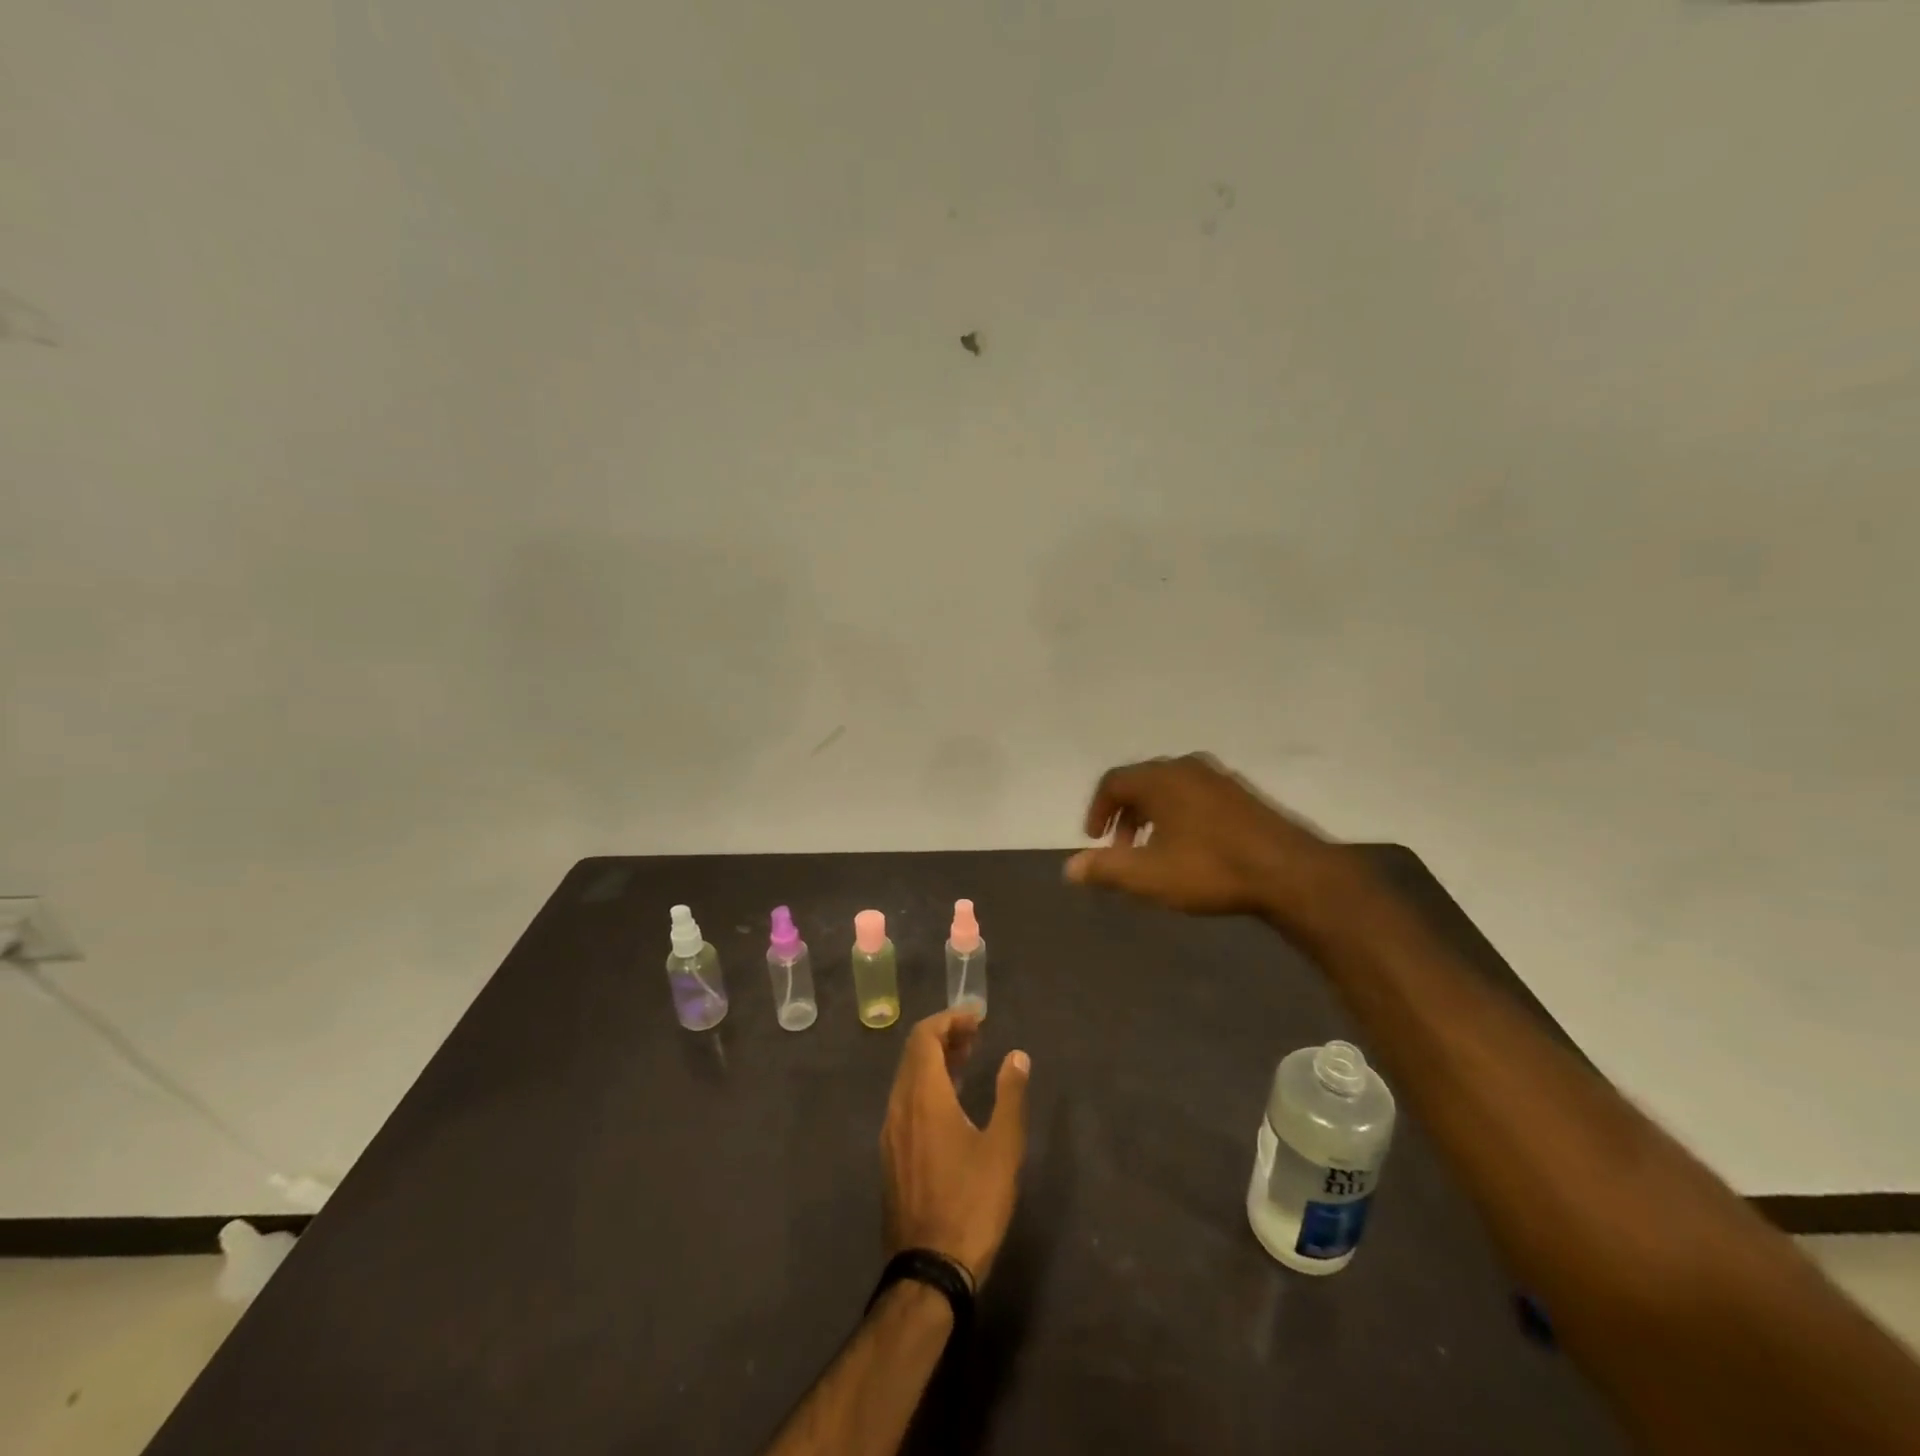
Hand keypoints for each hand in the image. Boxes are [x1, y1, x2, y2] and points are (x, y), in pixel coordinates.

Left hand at [881, 1010, 1029, 1285]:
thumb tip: (1017, 1056)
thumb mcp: (1003, 1148)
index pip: (924, 1036)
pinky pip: (905, 1102)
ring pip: (907, 1078)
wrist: (929, 1270)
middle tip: (976, 1035)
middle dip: (943, 1036)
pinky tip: (950, 1102)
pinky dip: (926, 1086)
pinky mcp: (890, 1155)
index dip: (949, 1020)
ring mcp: (890, 1132)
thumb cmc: (971, 1203)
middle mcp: (899, 1105)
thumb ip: (1010, 1095)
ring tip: (967, 1061)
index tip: (977, 1018)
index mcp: (923, 1096)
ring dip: (934, 1061)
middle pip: (913, 1053)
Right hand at [1063, 752, 1345, 923]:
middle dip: (1124, 814)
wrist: (1289, 872)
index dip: (1097, 810)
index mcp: (1160, 779)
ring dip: (1152, 815)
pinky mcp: (1243, 794)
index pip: (1113, 782)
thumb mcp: (1149, 875)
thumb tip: (1069, 868)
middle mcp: (1186, 768)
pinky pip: (1196, 795)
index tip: (1094, 839)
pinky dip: (1179, 814)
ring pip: (1170, 788)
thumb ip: (1105, 868)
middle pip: (1141, 782)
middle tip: (1121, 847)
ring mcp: (1219, 778)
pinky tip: (1190, 846)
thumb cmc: (1210, 869)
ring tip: (1153, 850)